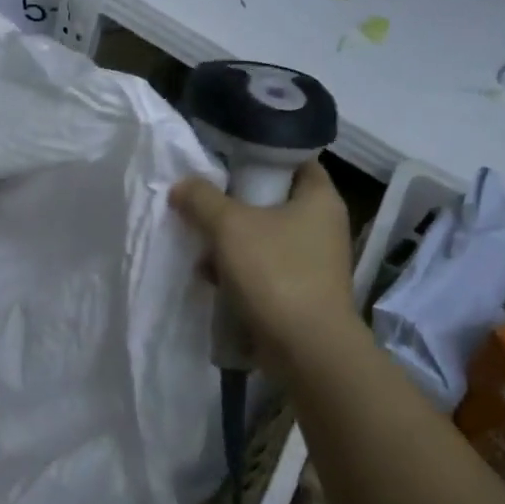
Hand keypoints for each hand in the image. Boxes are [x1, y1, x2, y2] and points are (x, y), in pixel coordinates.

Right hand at [170, 160, 357, 373]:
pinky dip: (240, 270)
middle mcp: (323, 225)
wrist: (307, 349)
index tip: (226, 159)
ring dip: (232, 241)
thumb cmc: (275, 273)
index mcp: (319, 198)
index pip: (294, 158)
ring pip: (264, 236)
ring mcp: (314, 261)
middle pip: (272, 199)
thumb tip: (182, 185)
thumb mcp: (230, 226)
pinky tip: (212, 278)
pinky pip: (265, 268)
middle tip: (204, 202)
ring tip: (201, 247)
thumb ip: (202, 199)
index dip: (260, 154)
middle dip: (235, 203)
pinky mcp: (301, 291)